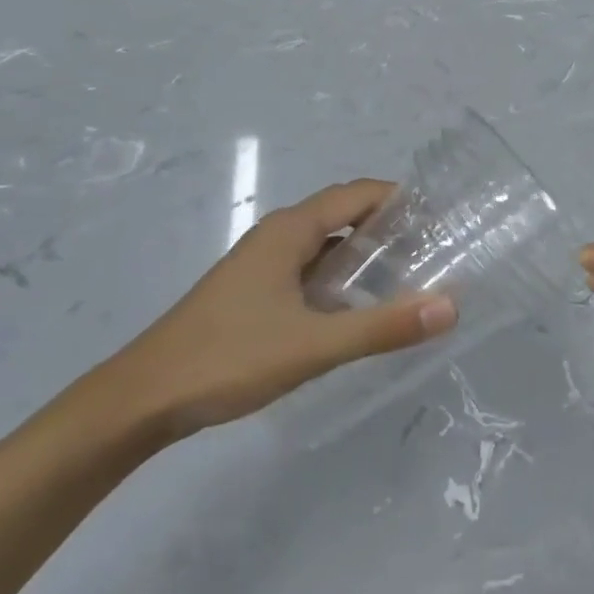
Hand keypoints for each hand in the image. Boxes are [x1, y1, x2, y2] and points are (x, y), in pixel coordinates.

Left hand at [105, 179, 457, 440]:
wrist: (142, 399)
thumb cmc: (229, 358)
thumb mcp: (315, 345)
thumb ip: (383, 326)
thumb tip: (451, 306)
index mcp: (291, 230)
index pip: (359, 194)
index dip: (401, 200)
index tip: (441, 219)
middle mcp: (278, 235)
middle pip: (344, 214)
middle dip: (389, 227)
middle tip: (434, 251)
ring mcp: (263, 263)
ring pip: (326, 244)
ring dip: (364, 253)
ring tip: (408, 276)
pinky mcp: (253, 290)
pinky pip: (309, 268)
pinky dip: (339, 276)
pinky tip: (356, 307)